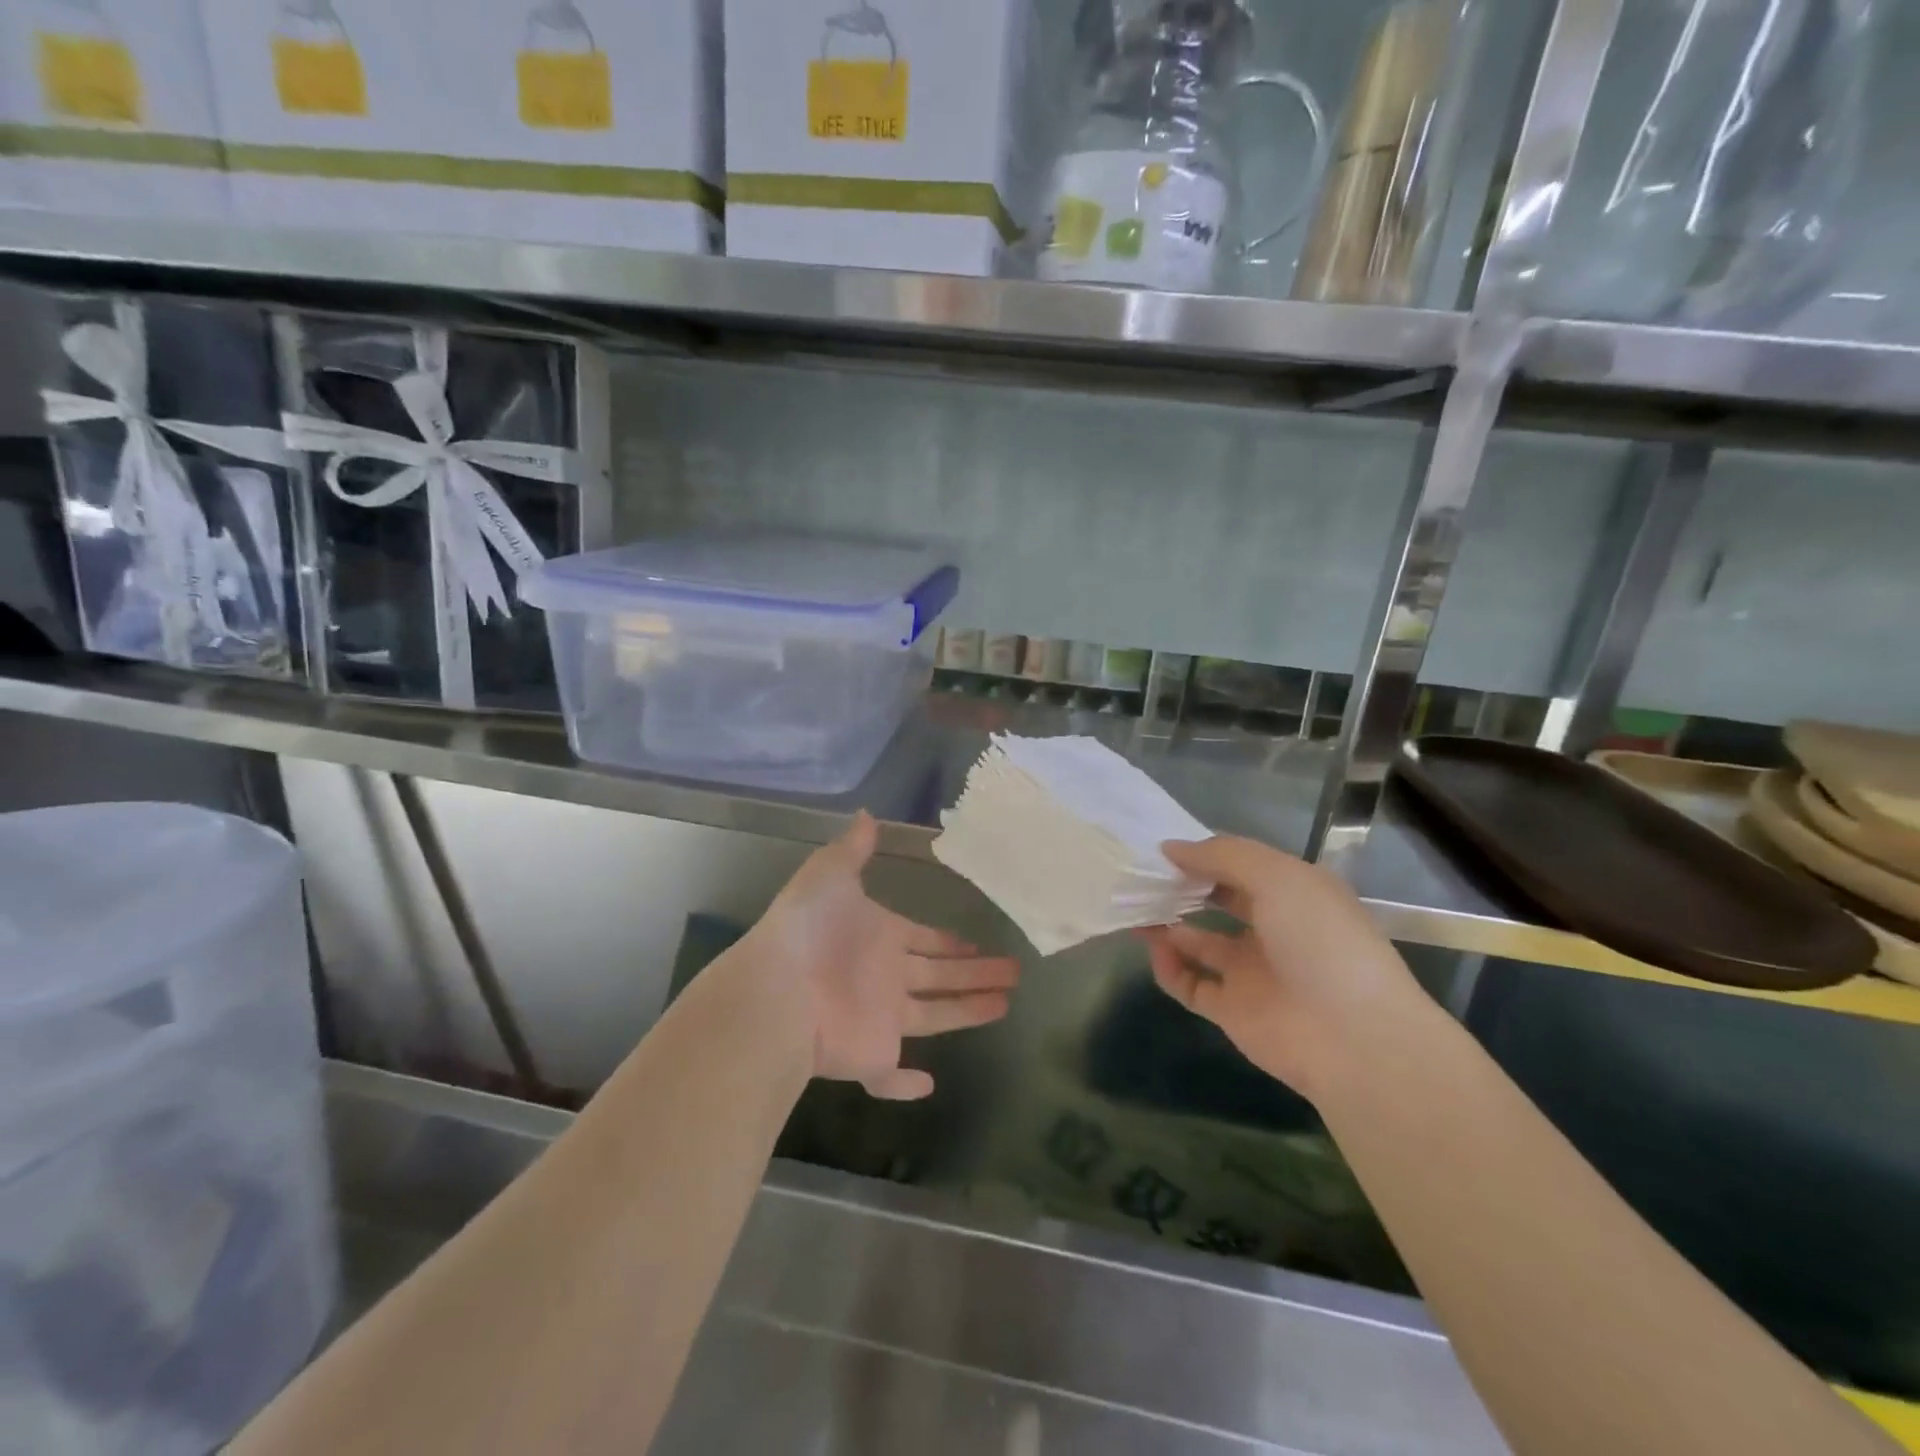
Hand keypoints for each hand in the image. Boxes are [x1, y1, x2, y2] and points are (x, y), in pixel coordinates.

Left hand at [738, 812, 1019, 1101]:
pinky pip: (889, 1076)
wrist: (776, 990)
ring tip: (1007, 1003)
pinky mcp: (870, 1057)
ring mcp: (879, 1020)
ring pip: (935, 1016)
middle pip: (941, 975)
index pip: (925, 940)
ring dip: (968, 1012)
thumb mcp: (829, 873)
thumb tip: (867, 813)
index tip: (976, 943)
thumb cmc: (809, 928)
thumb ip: (852, 848)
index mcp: (881, 938)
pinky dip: (905, 1085)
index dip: (950, 942)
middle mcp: (885, 978)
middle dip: (976, 973)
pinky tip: (929, 1085)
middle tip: (1014, 972)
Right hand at [1138, 836, 1423, 1097]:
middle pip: (1219, 901)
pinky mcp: (1233, 1010)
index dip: (1205, 855)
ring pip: (1199, 942)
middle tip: (1142, 877)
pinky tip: (1155, 949)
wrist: (1353, 1038)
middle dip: (1183, 887)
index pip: (1242, 866)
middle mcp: (1273, 929)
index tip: (1164, 848)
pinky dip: (1168, 967)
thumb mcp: (1277, 877)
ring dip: (1168, 925)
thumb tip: (1170, 848)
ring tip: (1135, 908)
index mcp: (1294, 894)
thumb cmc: (1320, 941)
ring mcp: (1252, 972)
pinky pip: (1190, 984)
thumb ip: (1222, 856)